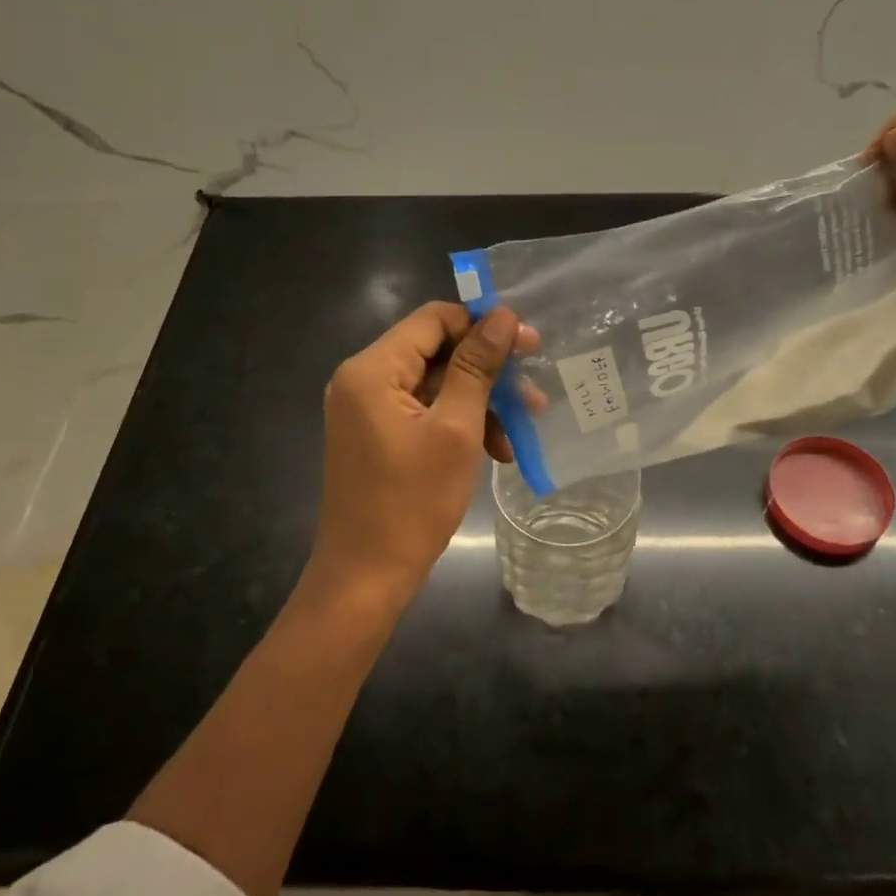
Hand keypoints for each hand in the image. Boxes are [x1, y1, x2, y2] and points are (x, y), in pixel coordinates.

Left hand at [308, 302, 523, 609]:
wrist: (365, 578)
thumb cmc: (411, 502)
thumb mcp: (455, 429)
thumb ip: (477, 367)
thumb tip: (502, 316)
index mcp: (371, 370)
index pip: (433, 320)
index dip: (482, 326)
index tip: (527, 345)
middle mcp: (362, 380)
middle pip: (436, 351)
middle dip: (488, 371)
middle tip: (532, 387)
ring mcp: (367, 409)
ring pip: (435, 384)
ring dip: (480, 401)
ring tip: (524, 426)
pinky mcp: (377, 434)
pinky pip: (424, 412)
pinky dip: (459, 423)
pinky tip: (496, 449)